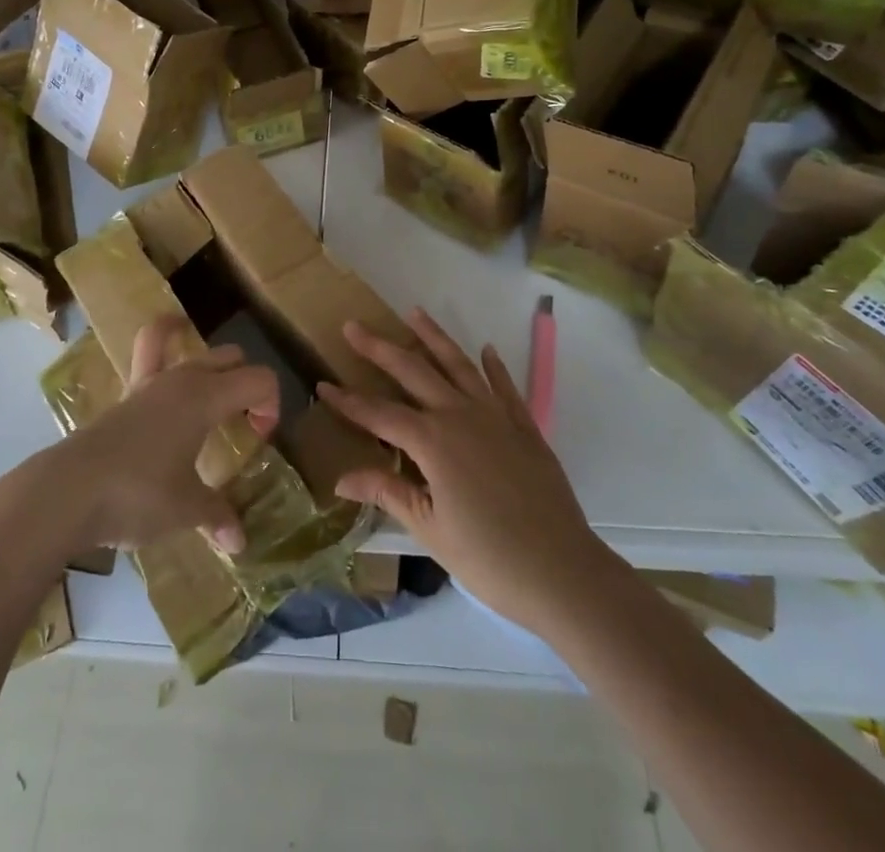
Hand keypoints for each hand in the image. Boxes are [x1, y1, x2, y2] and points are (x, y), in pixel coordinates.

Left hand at [49, 315, 279, 555]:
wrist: (68, 492)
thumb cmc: (138, 495)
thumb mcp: (185, 510)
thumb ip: (216, 516)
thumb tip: (238, 543)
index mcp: (206, 397)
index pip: (259, 379)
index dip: (270, 405)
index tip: (259, 440)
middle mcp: (183, 379)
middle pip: (232, 358)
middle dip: (247, 385)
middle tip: (242, 426)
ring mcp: (151, 382)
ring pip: (195, 350)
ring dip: (213, 367)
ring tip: (215, 397)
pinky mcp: (126, 395)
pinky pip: (151, 350)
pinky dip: (166, 337)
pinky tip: (171, 338)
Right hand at [317, 308, 599, 638]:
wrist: (561, 570)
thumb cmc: (487, 557)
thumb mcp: (429, 529)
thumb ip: (387, 492)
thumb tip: (340, 477)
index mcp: (432, 441)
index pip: (379, 414)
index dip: (348, 402)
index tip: (323, 385)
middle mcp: (460, 415)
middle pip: (413, 371)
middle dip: (380, 349)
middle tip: (353, 326)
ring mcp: (496, 416)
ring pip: (458, 365)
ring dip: (434, 337)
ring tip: (413, 313)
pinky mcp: (524, 427)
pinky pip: (504, 386)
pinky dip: (493, 366)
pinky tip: (485, 350)